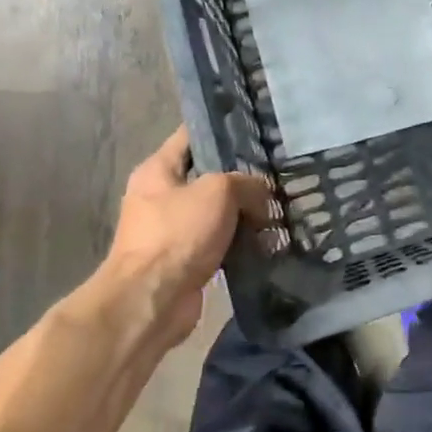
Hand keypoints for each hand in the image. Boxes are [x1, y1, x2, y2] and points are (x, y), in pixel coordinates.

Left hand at [102, 128, 271, 350]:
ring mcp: (172, 231)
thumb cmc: (177, 234)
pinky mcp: (185, 260)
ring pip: (217, 212)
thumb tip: (262, 195)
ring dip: (245, 214)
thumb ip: (246, 183)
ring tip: (279, 210)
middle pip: (208, 177)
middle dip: (242, 178)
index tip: (255, 129)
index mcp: (158, 170)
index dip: (221, 129)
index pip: (191, 136)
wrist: (152, 301)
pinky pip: (219, 243)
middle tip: (277, 175)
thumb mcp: (217, 191)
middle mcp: (161, 196)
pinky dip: (240, 243)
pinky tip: (268, 241)